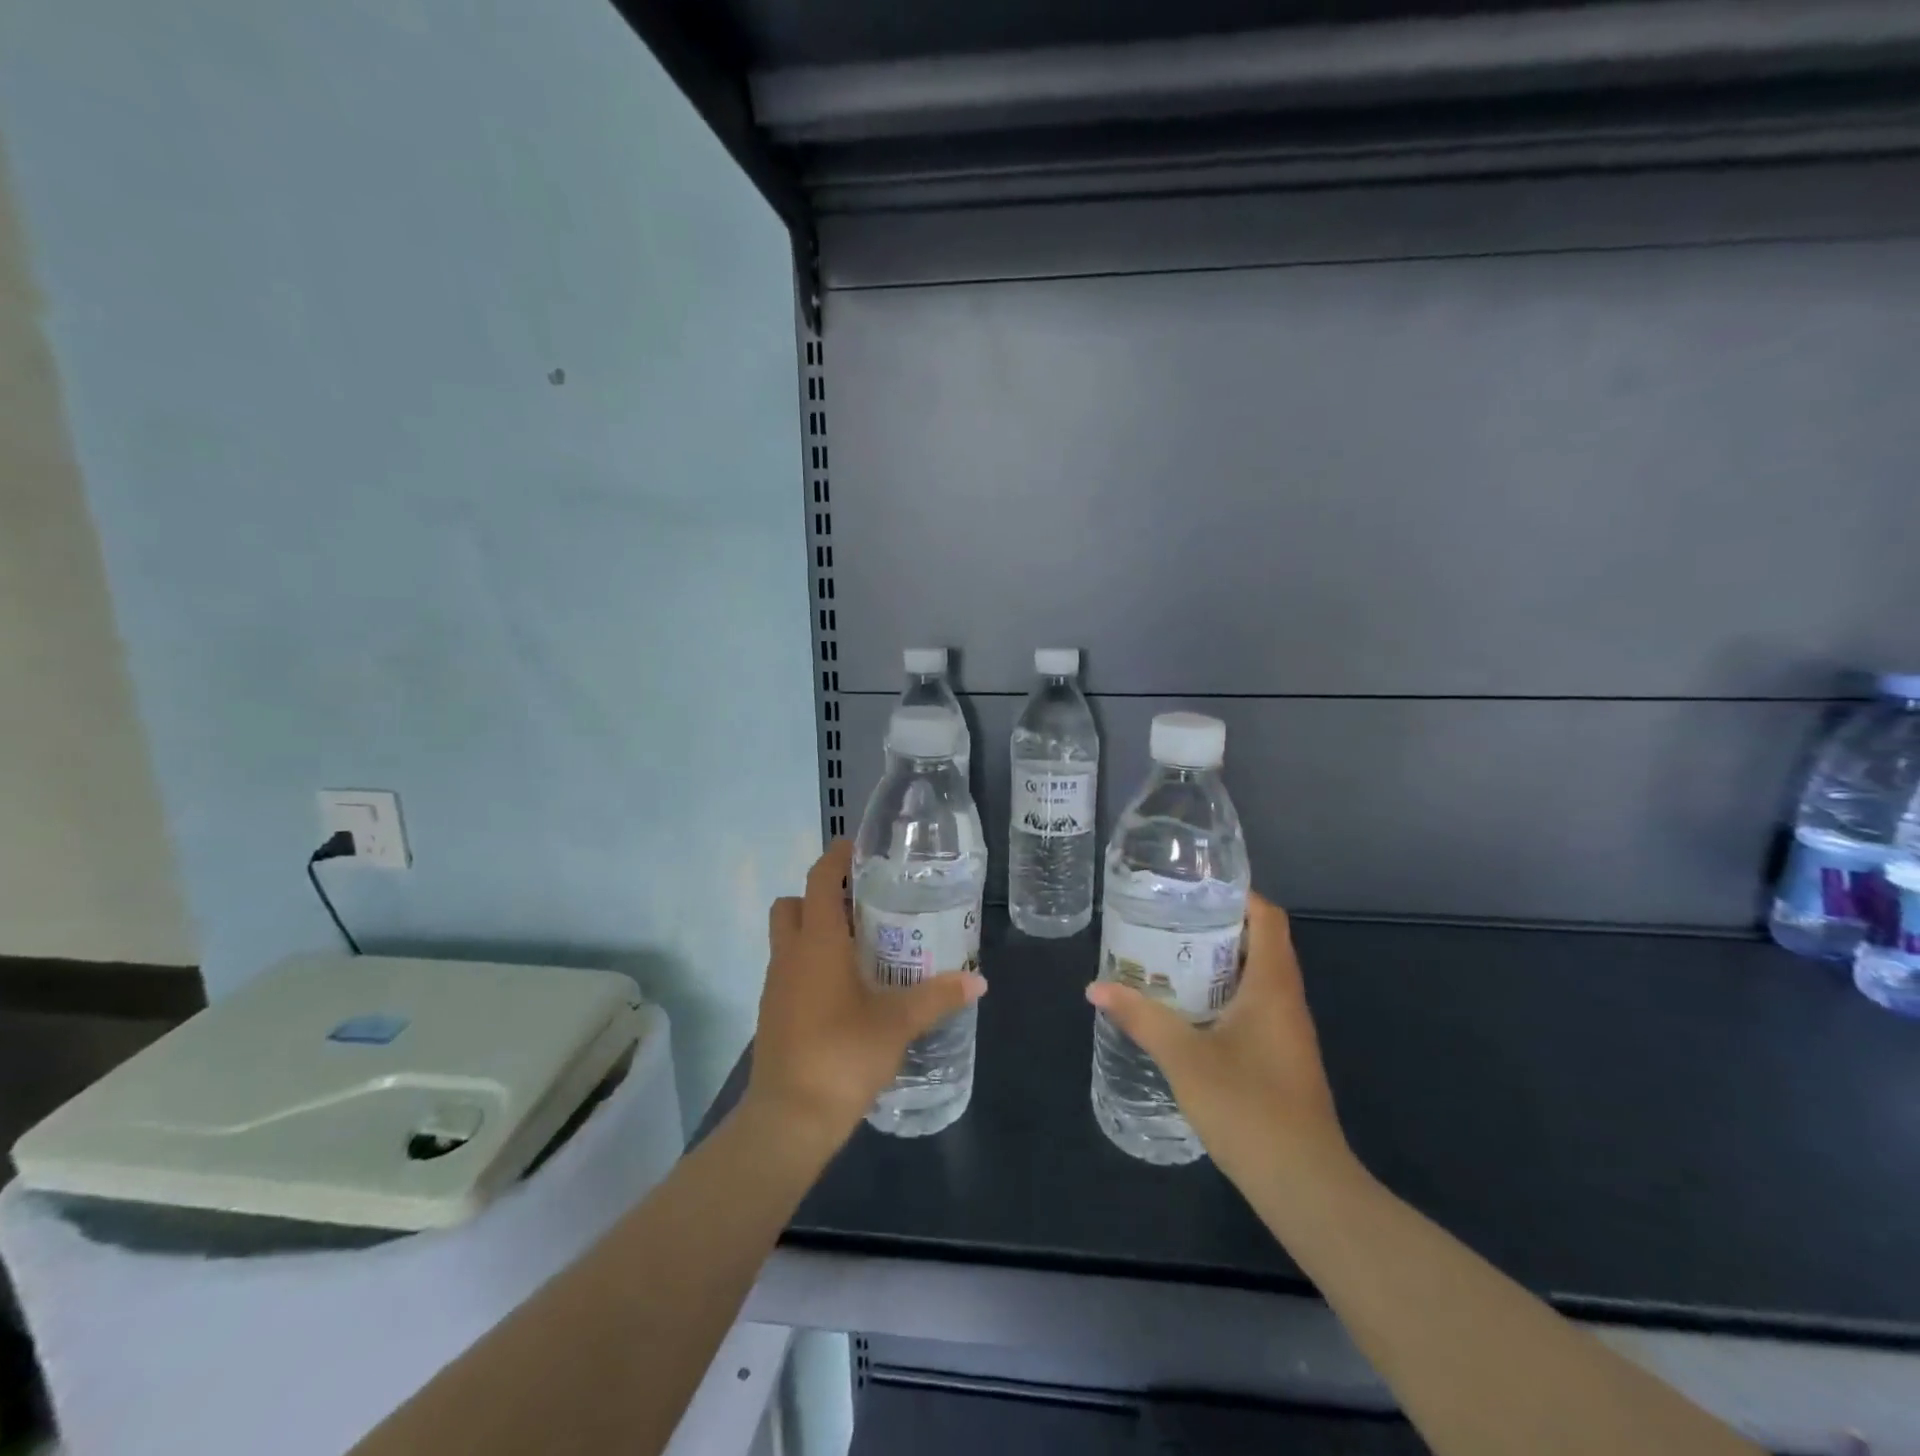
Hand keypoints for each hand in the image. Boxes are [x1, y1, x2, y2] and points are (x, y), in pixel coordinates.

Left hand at [744, 840, 986, 1150]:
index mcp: (817, 943)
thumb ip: (937, 997)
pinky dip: (810, 965)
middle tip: (860, 906)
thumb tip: (978, 980)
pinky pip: (788, 970)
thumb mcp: (897, 1023)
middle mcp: (790, 955)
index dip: (835, 858)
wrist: (788, 1120)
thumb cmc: (843, 1056)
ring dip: (814, 931)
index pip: (819, 880)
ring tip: (860, 947)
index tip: (859, 851)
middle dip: (820, 896)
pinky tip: (844, 990)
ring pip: (788, 938)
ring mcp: (776, 985)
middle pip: (792, 904)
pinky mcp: (772, 1013)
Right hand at [1085, 893, 1350, 1186]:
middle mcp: (1286, 999)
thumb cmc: (1248, 1107)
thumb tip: (1096, 987)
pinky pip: (1254, 1006)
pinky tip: (1187, 1010)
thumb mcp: (1184, 1057)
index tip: (1192, 890)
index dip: (1236, 895)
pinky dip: (1223, 995)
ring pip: (1255, 977)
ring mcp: (1287, 1030)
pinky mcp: (1282, 1057)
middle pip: (1258, 942)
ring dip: (1217, 963)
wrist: (1305, 1186)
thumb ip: (1141, 1017)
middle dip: (1214, 927)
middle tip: (1165, 922)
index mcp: (1272, 984)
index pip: (1267, 917)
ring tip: (1167, 957)